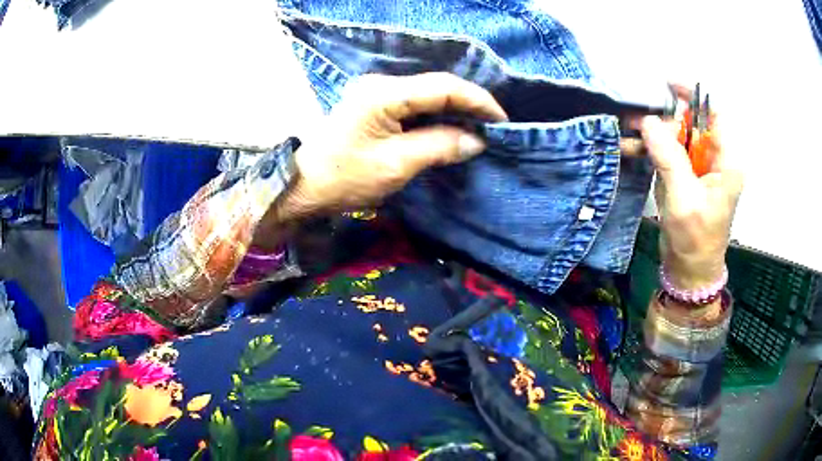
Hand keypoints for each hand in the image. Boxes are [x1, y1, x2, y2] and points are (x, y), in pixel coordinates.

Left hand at [276, 72, 507, 219]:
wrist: (304, 187)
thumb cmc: (344, 178)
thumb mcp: (396, 165)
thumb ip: (439, 146)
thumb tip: (476, 141)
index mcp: (384, 94)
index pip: (443, 87)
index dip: (476, 100)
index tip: (501, 120)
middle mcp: (381, 84)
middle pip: (436, 87)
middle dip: (468, 106)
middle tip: (493, 127)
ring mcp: (376, 93)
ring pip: (427, 96)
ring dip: (454, 112)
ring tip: (479, 130)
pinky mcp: (375, 106)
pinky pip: (414, 106)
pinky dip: (436, 118)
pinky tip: (451, 130)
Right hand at [641, 86, 743, 289]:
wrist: (690, 271)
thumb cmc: (695, 239)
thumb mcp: (683, 198)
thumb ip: (668, 157)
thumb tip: (648, 120)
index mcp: (727, 162)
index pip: (715, 115)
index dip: (694, 96)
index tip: (667, 86)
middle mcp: (717, 160)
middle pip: (693, 123)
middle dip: (667, 118)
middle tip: (639, 118)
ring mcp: (702, 169)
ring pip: (679, 137)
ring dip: (656, 134)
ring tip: (630, 133)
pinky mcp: (689, 177)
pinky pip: (672, 153)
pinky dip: (654, 149)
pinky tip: (635, 149)